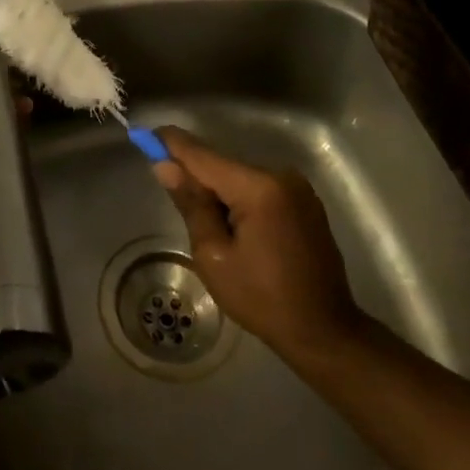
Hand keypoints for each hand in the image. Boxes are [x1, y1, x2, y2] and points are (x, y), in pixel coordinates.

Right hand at [153, 127, 365, 367]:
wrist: (326, 333)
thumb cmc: (263, 300)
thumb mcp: (214, 256)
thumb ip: (191, 204)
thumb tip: (165, 166)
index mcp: (258, 188)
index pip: (202, 155)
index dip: (170, 144)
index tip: (143, 136)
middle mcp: (280, 175)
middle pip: (221, 164)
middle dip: (195, 175)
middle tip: (175, 198)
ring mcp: (296, 187)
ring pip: (238, 176)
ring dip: (218, 189)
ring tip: (210, 226)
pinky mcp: (303, 200)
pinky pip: (258, 187)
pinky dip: (239, 197)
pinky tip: (235, 227)